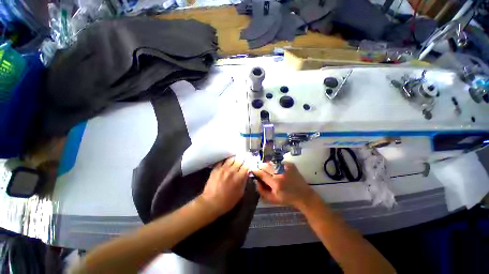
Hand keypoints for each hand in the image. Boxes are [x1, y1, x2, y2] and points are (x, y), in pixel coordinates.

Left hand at [199, 157, 248, 215]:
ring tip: (236, 158)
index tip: (250, 160)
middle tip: (244, 157)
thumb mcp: (240, 193)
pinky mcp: (216, 169)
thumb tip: (246, 173)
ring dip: (235, 158)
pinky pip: (222, 161)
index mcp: (239, 178)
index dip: (249, 162)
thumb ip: (244, 181)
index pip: (246, 165)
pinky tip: (227, 160)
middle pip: (239, 160)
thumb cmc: (227, 201)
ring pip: (231, 158)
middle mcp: (232, 171)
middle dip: (243, 158)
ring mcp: (223, 169)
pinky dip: (226, 160)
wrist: (211, 202)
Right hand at [251, 162, 315, 208]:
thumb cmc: (287, 198)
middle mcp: (280, 173)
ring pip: (271, 162)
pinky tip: (277, 169)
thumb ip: (262, 191)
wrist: (303, 195)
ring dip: (267, 165)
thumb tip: (256, 181)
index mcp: (275, 183)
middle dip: (260, 167)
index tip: (252, 169)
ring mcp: (285, 167)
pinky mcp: (290, 164)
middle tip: (260, 170)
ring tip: (269, 170)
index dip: (255, 170)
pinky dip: (275, 164)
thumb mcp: (272, 199)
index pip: (261, 173)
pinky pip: (278, 161)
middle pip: (265, 165)